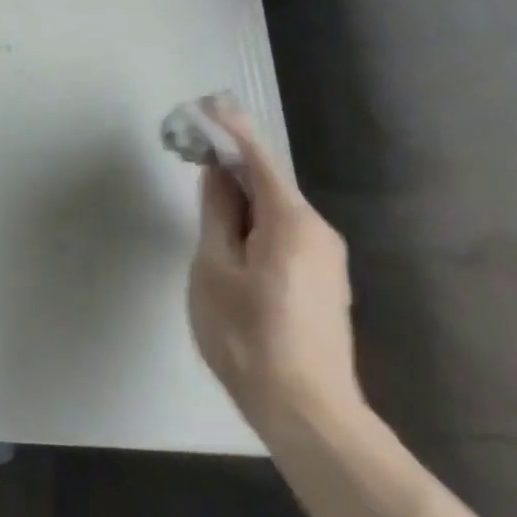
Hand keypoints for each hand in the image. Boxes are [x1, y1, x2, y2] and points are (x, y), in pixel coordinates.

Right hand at [188, 102, 364, 444]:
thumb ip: (216, 214)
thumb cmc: (249, 337)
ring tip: (202, 197)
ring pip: (274, 211)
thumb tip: (217, 174)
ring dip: (239, 197)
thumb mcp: (215, 269)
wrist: (308, 413)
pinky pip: (282, 234)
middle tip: (192, 149)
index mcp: (292, 222)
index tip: (206, 103)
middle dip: (230, 164)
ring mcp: (324, 259)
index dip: (230, 129)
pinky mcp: (321, 282)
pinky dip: (253, 222)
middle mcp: (317, 232)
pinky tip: (229, 238)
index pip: (258, 159)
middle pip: (268, 183)